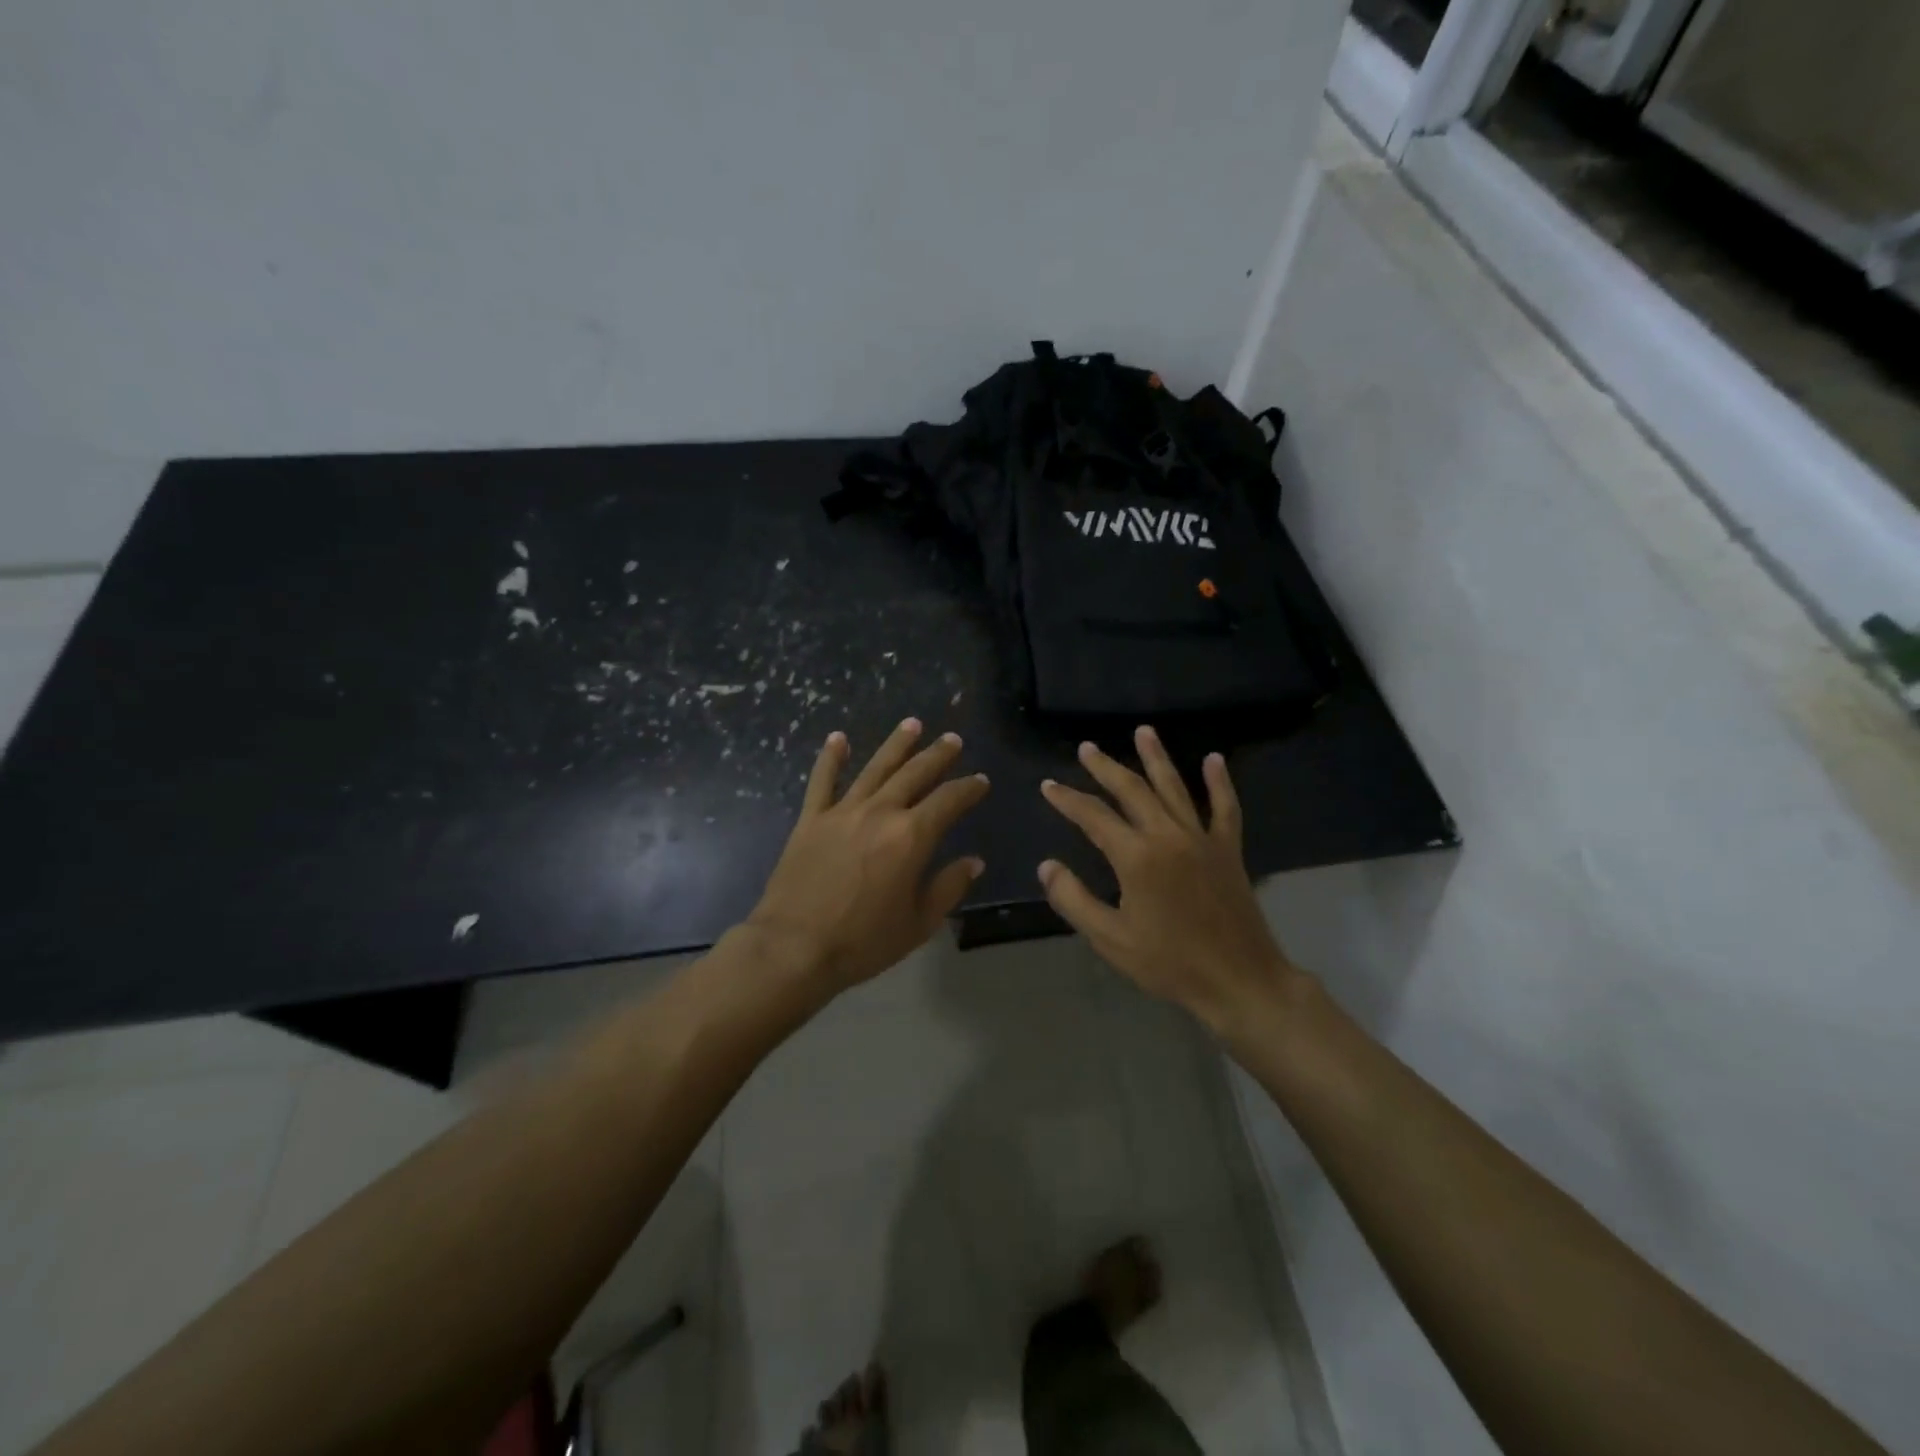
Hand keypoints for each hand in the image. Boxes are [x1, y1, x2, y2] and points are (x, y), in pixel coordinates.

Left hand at [747, 718, 989, 995]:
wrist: (795, 947)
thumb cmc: (863, 941)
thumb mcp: (919, 923)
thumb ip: (948, 887)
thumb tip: (973, 861)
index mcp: (911, 837)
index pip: (949, 801)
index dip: (968, 789)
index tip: (980, 781)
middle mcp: (880, 813)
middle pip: (914, 774)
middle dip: (937, 755)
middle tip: (953, 740)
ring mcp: (842, 812)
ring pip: (875, 768)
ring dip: (895, 744)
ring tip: (912, 724)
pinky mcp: (811, 819)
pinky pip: (822, 781)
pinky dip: (830, 758)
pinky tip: (838, 738)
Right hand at [1038, 727, 1301, 1037]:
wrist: (1239, 981)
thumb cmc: (1169, 963)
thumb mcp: (1110, 938)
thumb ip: (1073, 899)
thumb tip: (1047, 866)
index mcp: (1136, 856)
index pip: (1093, 816)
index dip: (1068, 799)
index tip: (1048, 786)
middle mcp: (1168, 835)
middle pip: (1132, 790)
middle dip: (1106, 767)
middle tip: (1088, 748)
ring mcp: (1202, 838)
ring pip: (1174, 787)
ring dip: (1156, 758)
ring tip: (1143, 731)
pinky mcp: (1228, 849)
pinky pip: (1224, 807)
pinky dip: (1220, 782)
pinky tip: (1214, 759)